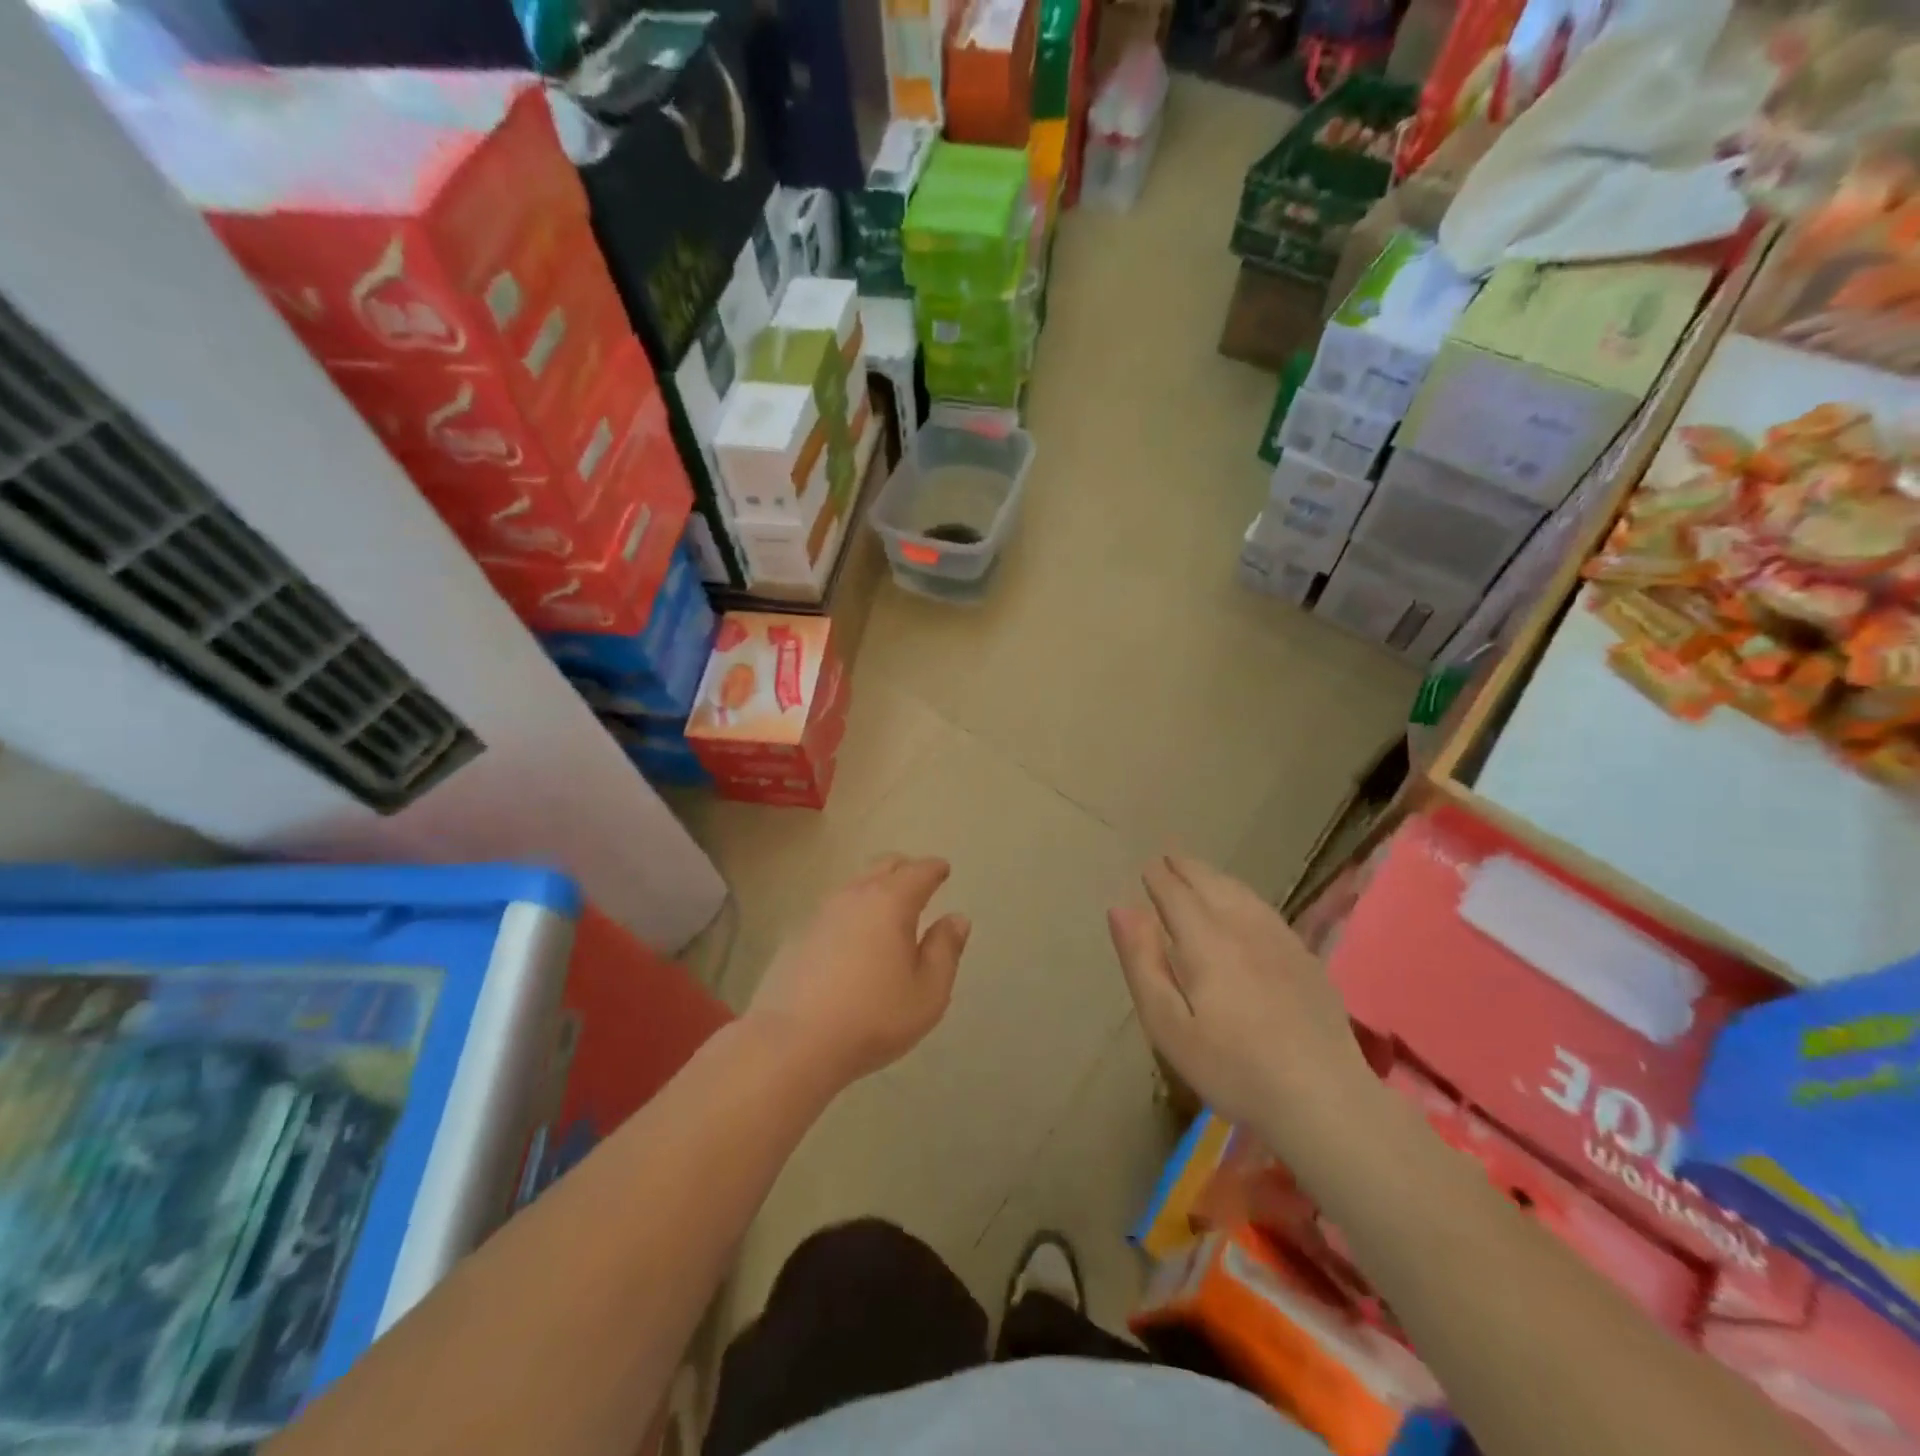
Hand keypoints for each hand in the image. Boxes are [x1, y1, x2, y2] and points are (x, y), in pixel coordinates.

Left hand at [748, 855, 970, 1089]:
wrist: (792, 1043)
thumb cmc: (873, 1017)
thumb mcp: (928, 991)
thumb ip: (945, 950)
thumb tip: (956, 919)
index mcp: (891, 902)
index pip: (919, 871)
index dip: (934, 869)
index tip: (943, 869)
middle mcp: (854, 896)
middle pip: (883, 866)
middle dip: (904, 868)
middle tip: (918, 881)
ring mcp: (820, 913)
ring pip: (854, 885)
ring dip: (874, 888)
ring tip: (887, 909)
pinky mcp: (796, 936)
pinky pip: (833, 911)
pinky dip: (850, 913)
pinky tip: (852, 938)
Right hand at [1109, 854, 1377, 1155]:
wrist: (1324, 1099)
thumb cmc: (1232, 1068)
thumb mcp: (1167, 1025)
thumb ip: (1142, 962)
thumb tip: (1121, 908)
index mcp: (1204, 940)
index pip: (1175, 894)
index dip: (1159, 878)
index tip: (1148, 867)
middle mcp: (1242, 927)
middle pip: (1210, 884)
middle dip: (1186, 868)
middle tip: (1169, 858)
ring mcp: (1279, 940)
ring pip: (1241, 893)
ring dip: (1215, 877)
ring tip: (1200, 873)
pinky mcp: (1304, 958)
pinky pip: (1266, 909)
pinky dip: (1244, 895)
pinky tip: (1244, 905)